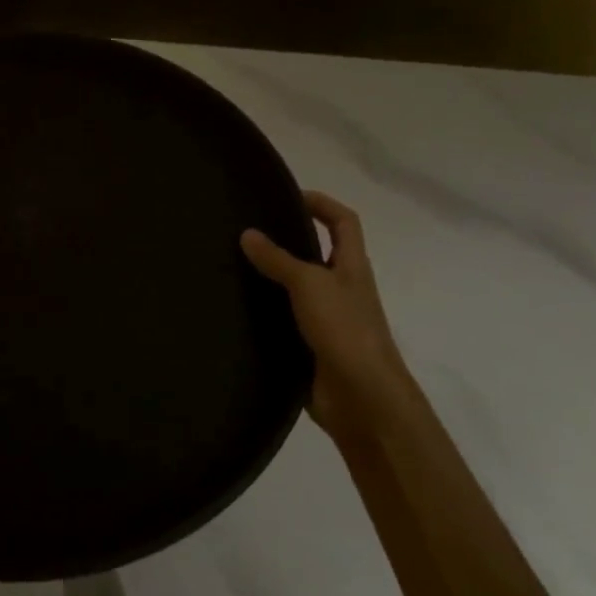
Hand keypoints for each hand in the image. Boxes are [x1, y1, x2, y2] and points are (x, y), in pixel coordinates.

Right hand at [242, 191, 410, 443]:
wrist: (362, 398)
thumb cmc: (345, 330)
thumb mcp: (309, 284)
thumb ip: (278, 259)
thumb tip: (247, 233)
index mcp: (351, 266)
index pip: (344, 222)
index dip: (322, 203)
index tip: (288, 196)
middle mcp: (341, 289)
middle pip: (317, 254)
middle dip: (288, 239)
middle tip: (247, 231)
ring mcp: (327, 320)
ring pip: (297, 289)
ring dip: (271, 278)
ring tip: (232, 266)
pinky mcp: (310, 347)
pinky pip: (284, 322)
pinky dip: (265, 314)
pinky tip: (237, 311)